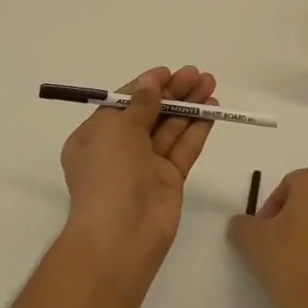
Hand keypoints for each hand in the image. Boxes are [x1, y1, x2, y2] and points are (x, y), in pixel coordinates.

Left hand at [59, 65, 217, 275]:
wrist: (120, 235)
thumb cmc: (108, 174)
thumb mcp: (117, 129)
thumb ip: (140, 104)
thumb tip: (151, 82)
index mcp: (95, 136)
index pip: (123, 103)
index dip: (145, 86)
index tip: (168, 72)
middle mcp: (119, 149)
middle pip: (150, 113)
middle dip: (173, 93)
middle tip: (198, 75)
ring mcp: (146, 165)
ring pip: (170, 128)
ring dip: (189, 106)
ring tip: (210, 84)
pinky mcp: (169, 180)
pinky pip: (183, 148)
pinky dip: (197, 129)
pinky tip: (212, 110)